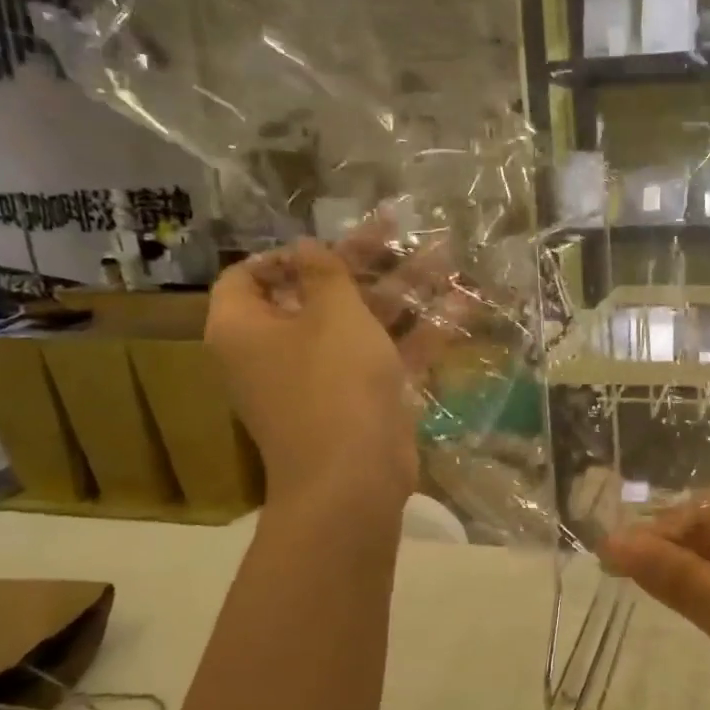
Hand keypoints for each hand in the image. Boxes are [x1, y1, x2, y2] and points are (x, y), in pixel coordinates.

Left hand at [204, 227, 468, 507]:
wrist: (355, 479)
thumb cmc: (332, 384)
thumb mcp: (331, 314)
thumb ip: (324, 273)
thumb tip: (307, 245)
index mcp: (247, 328)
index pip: (248, 277)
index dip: (285, 254)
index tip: (326, 242)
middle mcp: (279, 351)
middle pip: (317, 294)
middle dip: (362, 262)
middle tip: (398, 230)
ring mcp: (324, 378)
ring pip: (362, 323)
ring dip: (401, 291)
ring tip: (445, 256)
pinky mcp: (362, 399)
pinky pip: (387, 355)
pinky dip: (419, 332)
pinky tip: (461, 304)